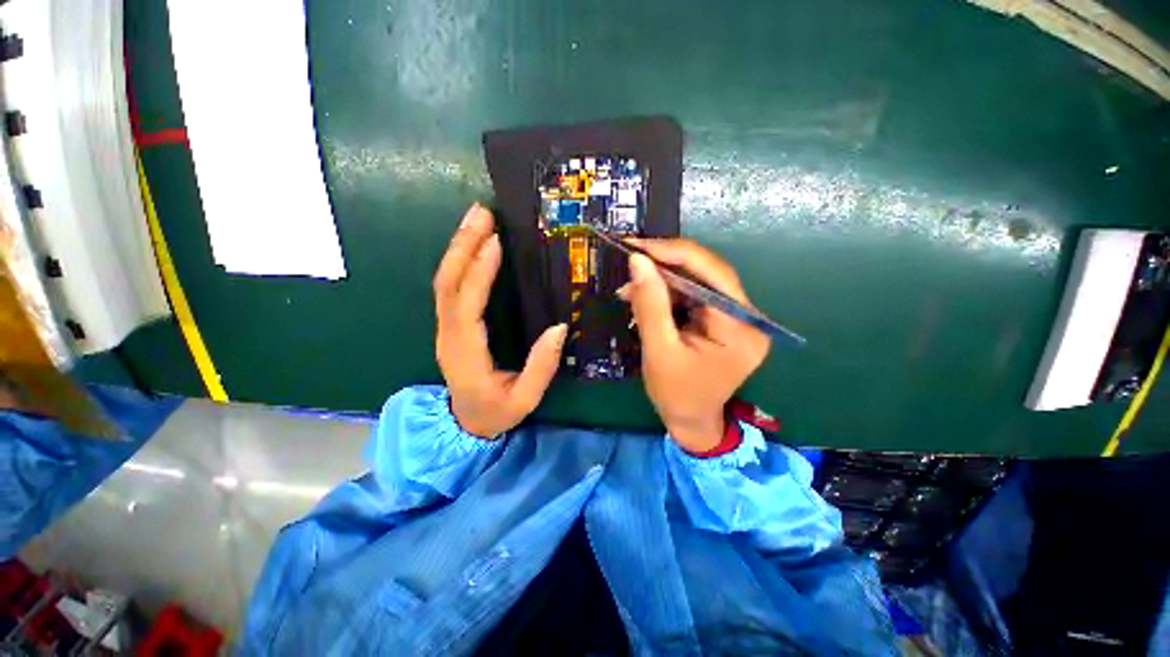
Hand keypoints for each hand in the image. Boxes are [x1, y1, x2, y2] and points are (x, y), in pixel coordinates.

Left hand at [434, 204, 567, 437]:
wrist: (465, 425)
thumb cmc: (496, 413)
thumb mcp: (525, 399)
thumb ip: (541, 366)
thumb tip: (559, 328)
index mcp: (466, 353)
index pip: (467, 306)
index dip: (478, 273)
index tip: (495, 242)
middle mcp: (449, 335)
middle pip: (448, 284)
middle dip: (463, 245)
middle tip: (481, 213)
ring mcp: (446, 328)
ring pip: (445, 282)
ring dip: (458, 247)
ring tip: (475, 217)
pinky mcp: (451, 324)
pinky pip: (450, 287)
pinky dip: (459, 260)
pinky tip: (472, 243)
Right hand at [620, 239, 770, 452]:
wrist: (691, 420)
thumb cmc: (676, 394)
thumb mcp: (659, 350)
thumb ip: (650, 304)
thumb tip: (637, 260)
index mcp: (740, 327)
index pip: (712, 274)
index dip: (674, 253)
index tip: (637, 246)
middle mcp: (747, 317)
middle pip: (707, 274)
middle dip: (665, 266)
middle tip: (631, 260)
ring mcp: (737, 318)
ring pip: (698, 281)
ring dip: (663, 280)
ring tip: (631, 286)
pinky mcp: (723, 320)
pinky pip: (694, 295)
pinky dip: (668, 293)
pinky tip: (645, 296)